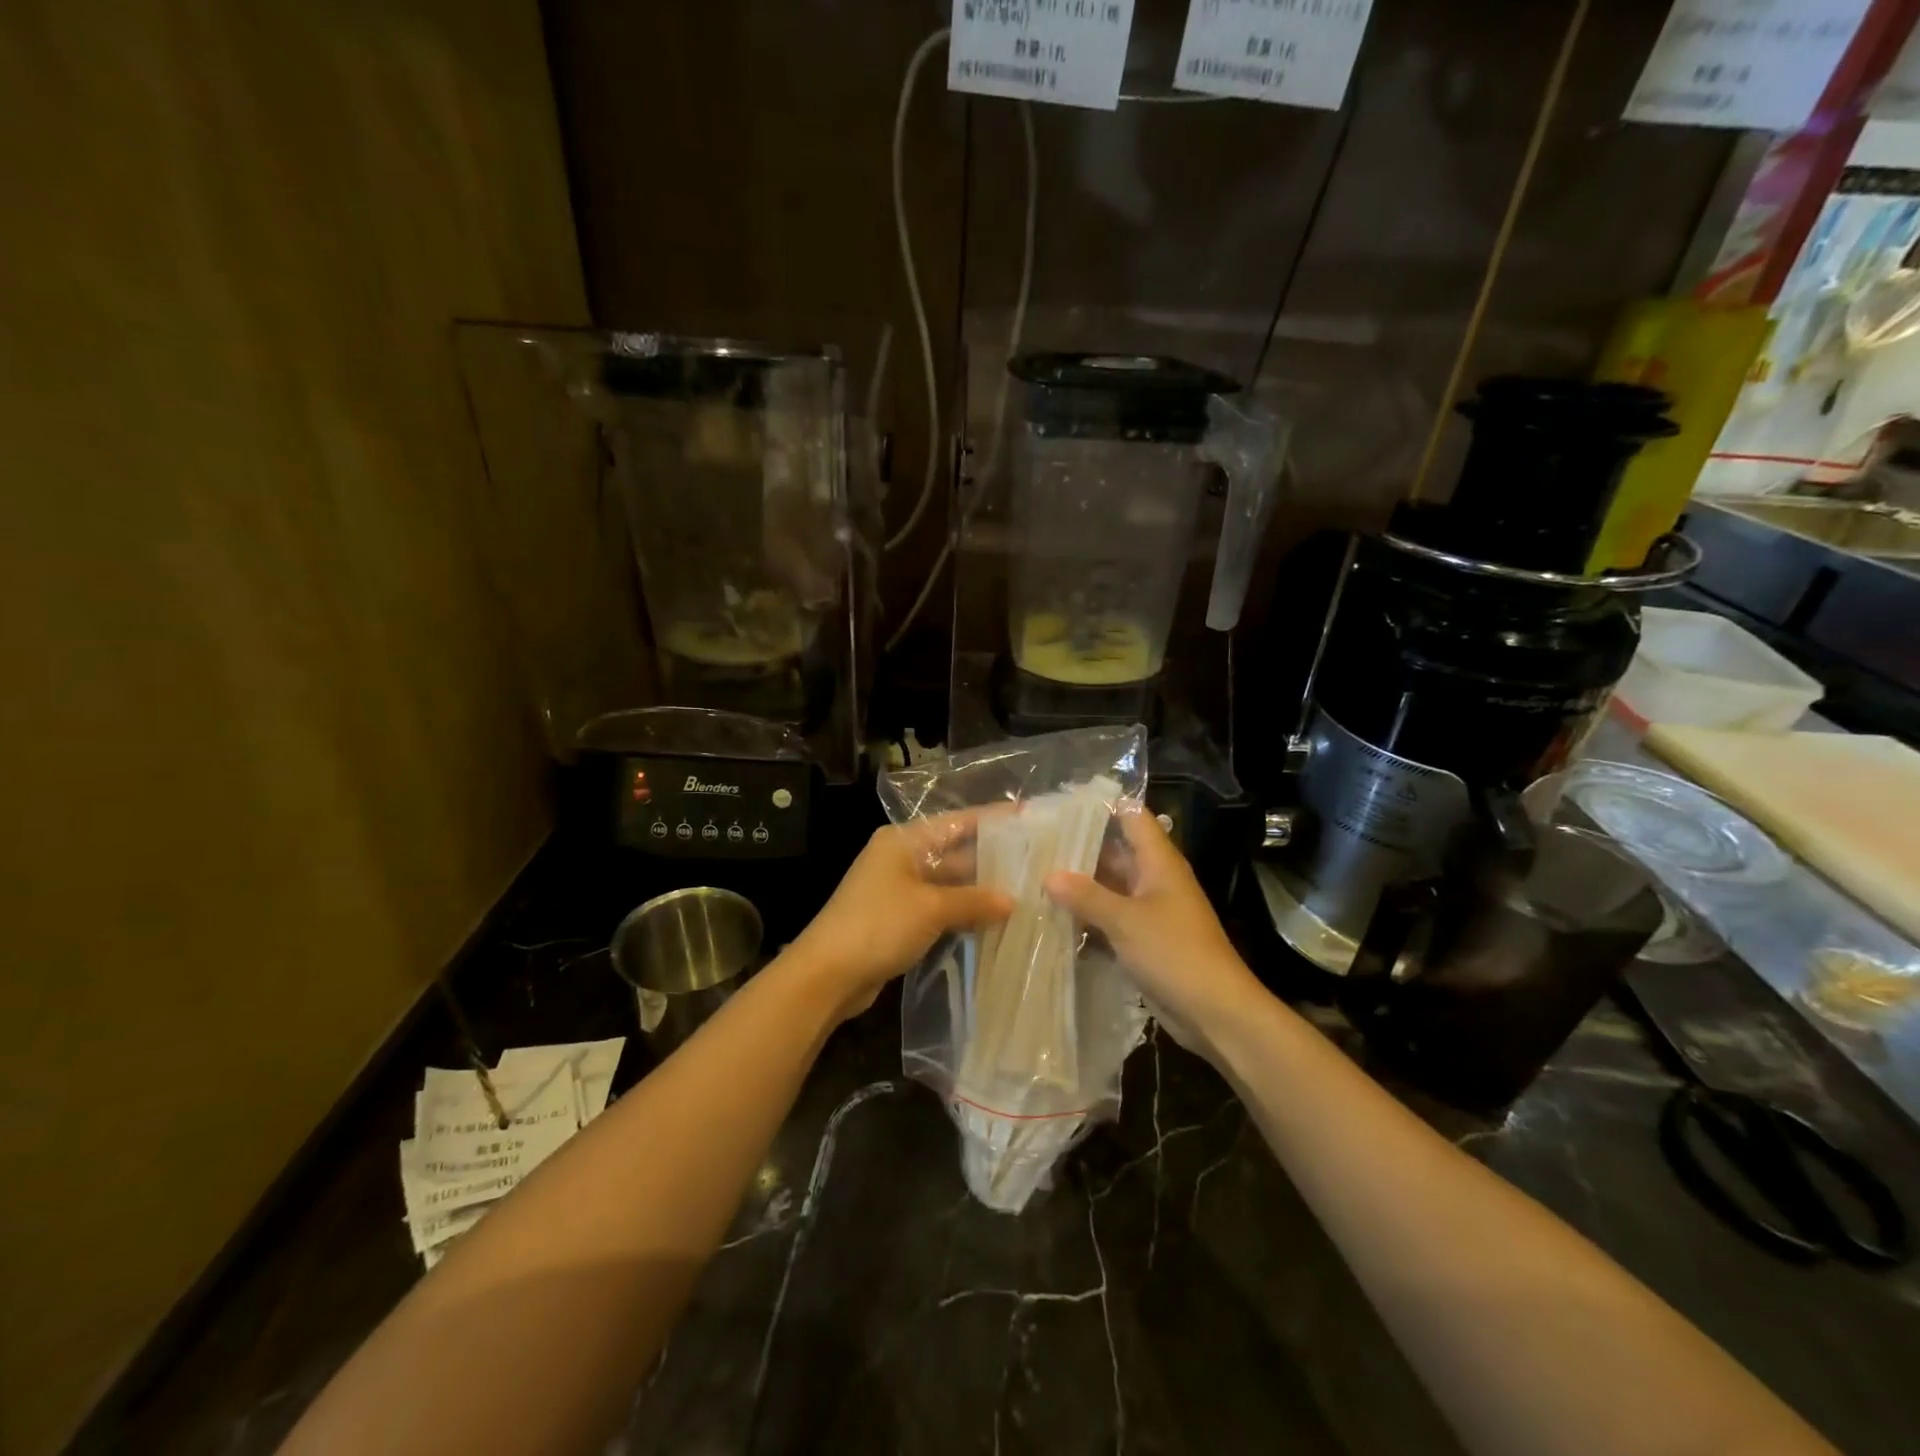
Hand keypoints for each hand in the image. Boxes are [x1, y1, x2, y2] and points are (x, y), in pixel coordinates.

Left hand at [790, 810, 1011, 1019]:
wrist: (827, 975)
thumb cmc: (878, 926)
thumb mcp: (930, 908)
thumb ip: (973, 901)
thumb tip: (1013, 901)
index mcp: (904, 841)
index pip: (958, 822)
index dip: (993, 819)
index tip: (1029, 817)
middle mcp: (902, 858)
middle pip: (955, 852)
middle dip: (993, 860)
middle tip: (1036, 863)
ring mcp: (900, 889)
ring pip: (950, 883)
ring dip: (981, 890)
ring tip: (1027, 891)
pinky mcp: (900, 919)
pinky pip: (941, 907)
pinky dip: (964, 912)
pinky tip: (996, 920)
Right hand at [1043, 808, 1260, 1059]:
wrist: (1214, 1011)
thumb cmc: (1175, 952)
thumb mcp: (1126, 920)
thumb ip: (1086, 895)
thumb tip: (1048, 875)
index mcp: (1159, 862)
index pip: (1131, 816)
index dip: (1101, 805)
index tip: (1061, 803)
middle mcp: (1154, 879)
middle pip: (1115, 851)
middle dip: (1079, 847)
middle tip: (1035, 842)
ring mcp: (1148, 910)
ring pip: (1109, 886)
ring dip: (1079, 884)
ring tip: (1034, 874)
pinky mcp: (1142, 938)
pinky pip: (1110, 917)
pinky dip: (1087, 915)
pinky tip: (1053, 915)